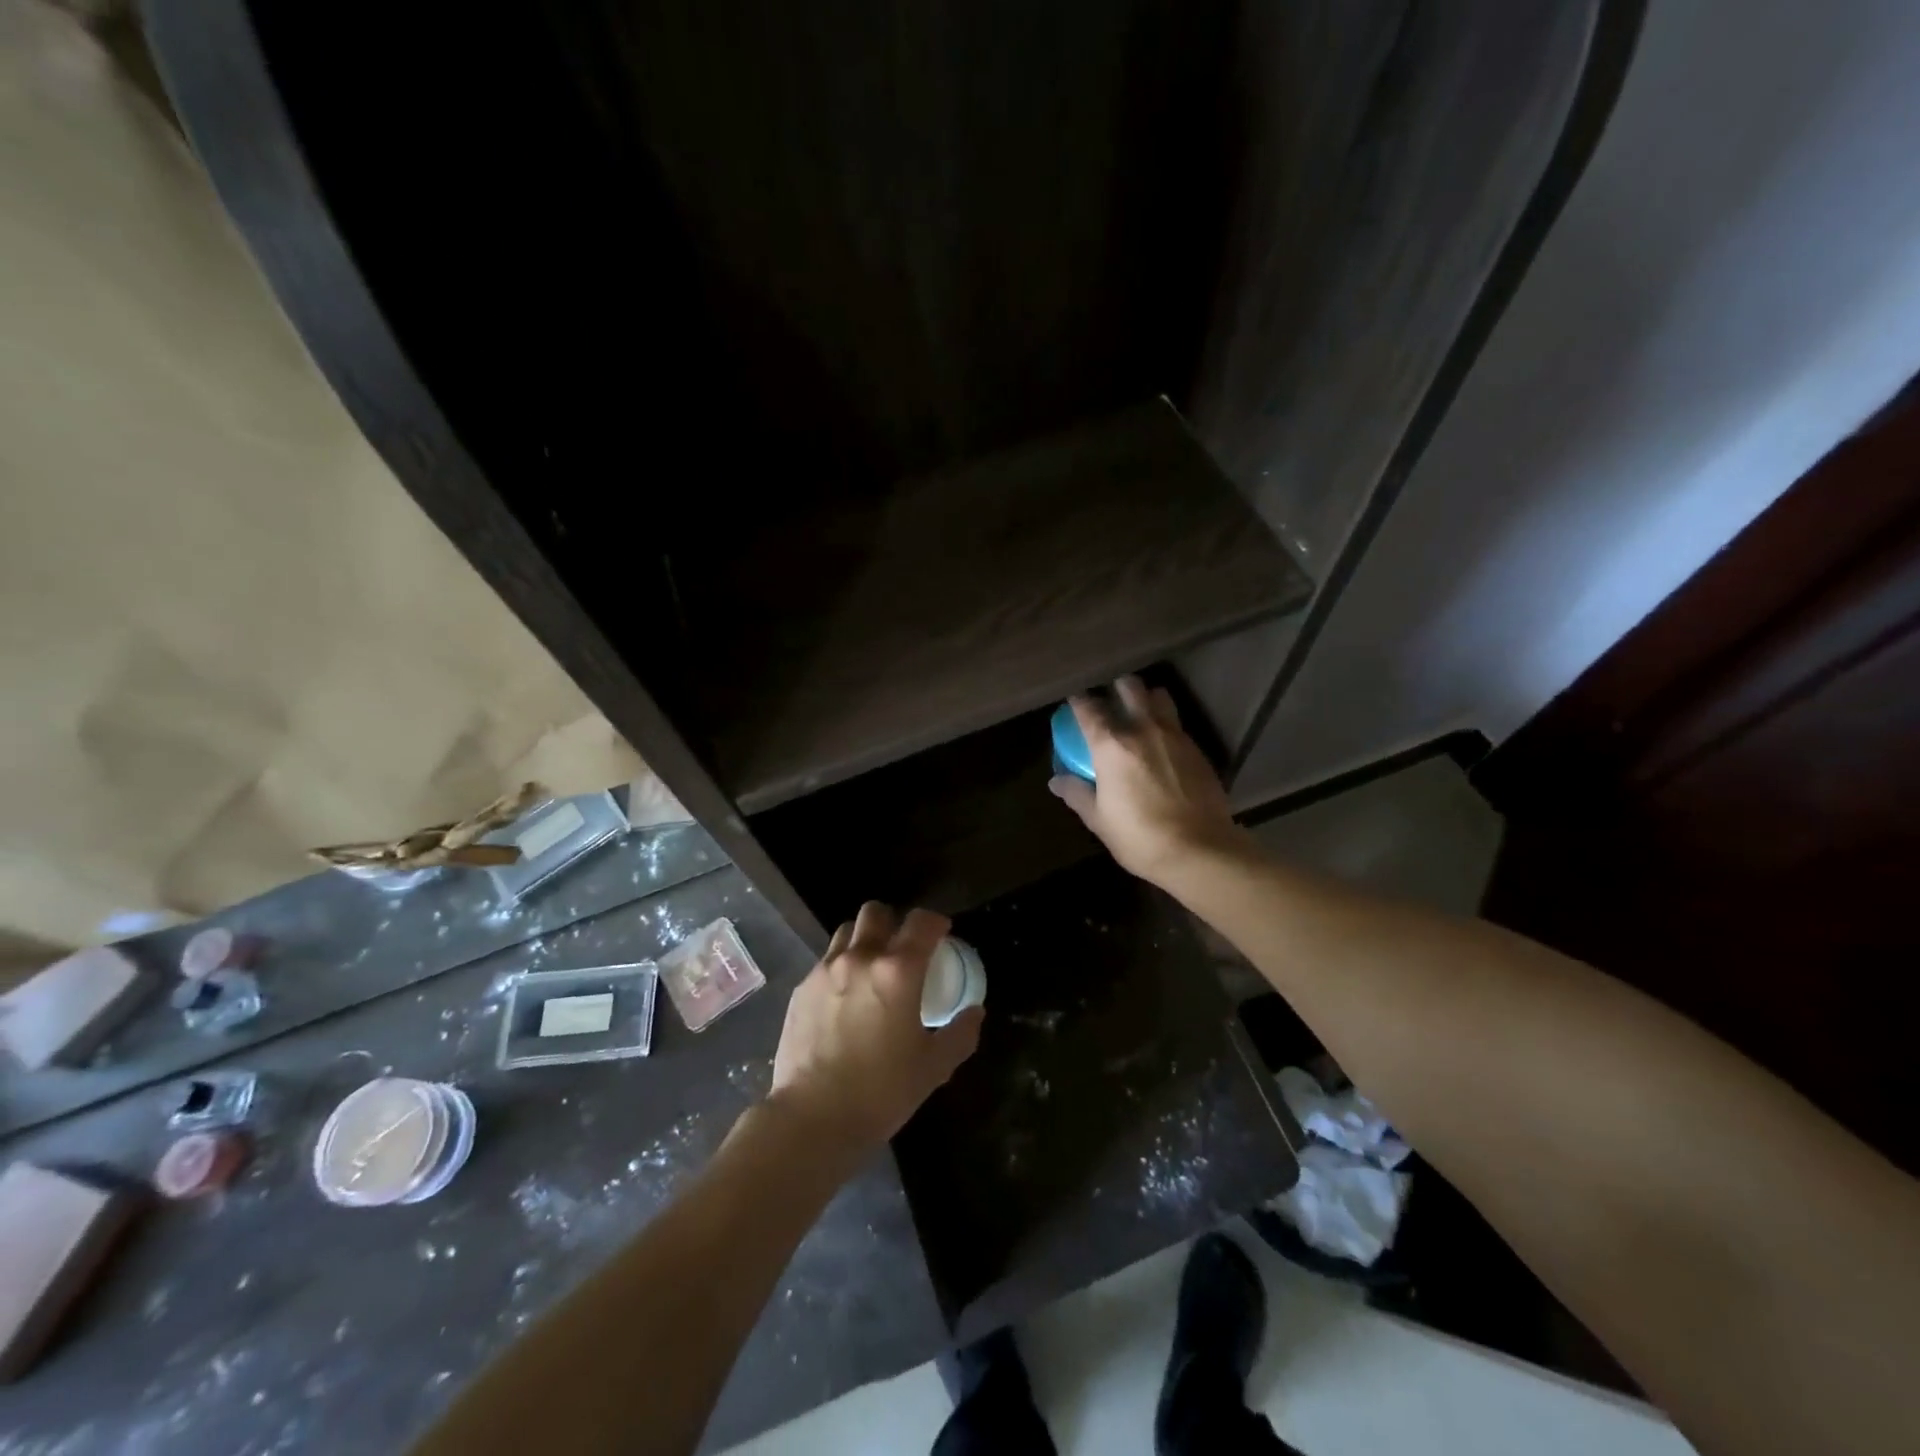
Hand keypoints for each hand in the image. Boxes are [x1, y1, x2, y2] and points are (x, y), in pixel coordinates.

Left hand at [767, 903, 981, 1160]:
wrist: (812, 1119)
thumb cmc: (880, 1092)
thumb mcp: (933, 1067)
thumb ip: (959, 1034)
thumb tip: (974, 1012)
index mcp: (898, 971)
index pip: (921, 922)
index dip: (935, 922)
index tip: (942, 934)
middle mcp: (860, 958)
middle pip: (876, 912)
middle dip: (894, 921)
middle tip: (903, 948)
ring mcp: (825, 970)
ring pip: (847, 931)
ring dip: (864, 939)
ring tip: (871, 967)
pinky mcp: (801, 989)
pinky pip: (825, 961)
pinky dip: (840, 966)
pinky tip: (845, 997)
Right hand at [1048, 676, 1245, 885]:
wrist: (1199, 850)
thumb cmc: (1140, 837)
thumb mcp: (1099, 820)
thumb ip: (1077, 794)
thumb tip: (1056, 781)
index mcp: (1111, 746)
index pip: (1088, 709)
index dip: (1078, 701)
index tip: (1073, 702)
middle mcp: (1143, 730)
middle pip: (1130, 688)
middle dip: (1118, 687)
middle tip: (1111, 699)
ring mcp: (1174, 736)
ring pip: (1160, 697)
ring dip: (1147, 698)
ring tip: (1141, 713)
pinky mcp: (1197, 749)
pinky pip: (1177, 724)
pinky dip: (1166, 724)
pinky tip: (1164, 745)